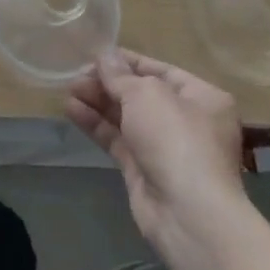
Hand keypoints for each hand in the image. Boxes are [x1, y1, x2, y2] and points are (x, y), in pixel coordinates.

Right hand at [66, 51, 258, 269]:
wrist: (188, 214)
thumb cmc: (176, 139)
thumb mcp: (146, 94)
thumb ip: (120, 75)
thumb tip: (104, 57)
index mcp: (201, 98)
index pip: (159, 70)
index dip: (126, 61)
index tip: (94, 55)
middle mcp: (186, 121)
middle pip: (140, 94)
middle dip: (107, 84)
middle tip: (75, 75)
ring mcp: (164, 147)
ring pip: (125, 117)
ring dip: (97, 102)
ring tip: (68, 89)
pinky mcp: (143, 169)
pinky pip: (117, 139)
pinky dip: (96, 125)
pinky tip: (71, 110)